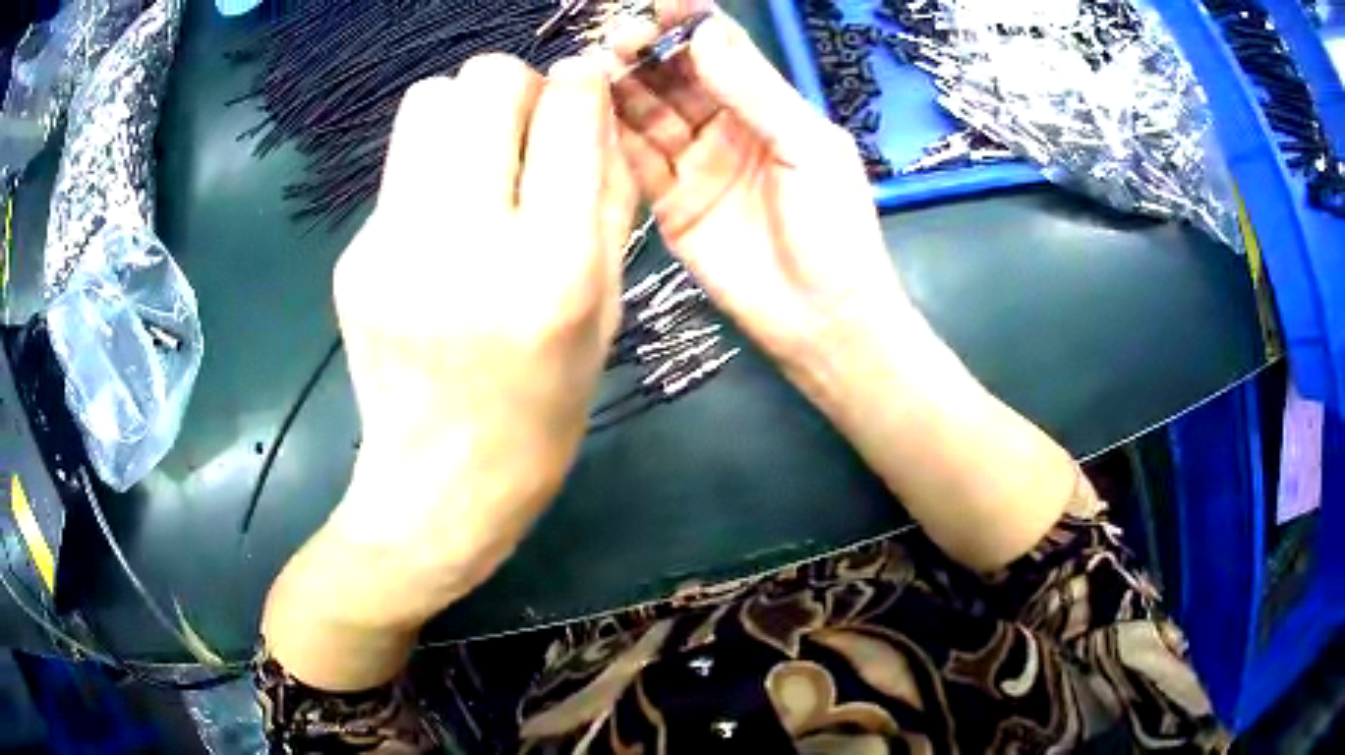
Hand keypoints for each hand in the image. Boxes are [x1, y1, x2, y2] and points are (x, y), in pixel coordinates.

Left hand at [263, 53, 635, 688]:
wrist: (438, 488)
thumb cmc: (541, 413)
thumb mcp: (605, 314)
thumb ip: (605, 200)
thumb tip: (590, 112)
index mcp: (548, 268)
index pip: (566, 114)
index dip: (582, 81)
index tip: (585, 83)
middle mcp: (462, 241)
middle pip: (480, 81)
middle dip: (516, 85)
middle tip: (527, 129)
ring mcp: (391, 245)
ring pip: (425, 102)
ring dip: (464, 112)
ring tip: (482, 164)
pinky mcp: (352, 255)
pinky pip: (400, 166)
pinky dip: (433, 169)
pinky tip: (442, 226)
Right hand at [610, 3, 915, 386]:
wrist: (822, 320)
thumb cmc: (837, 231)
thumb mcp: (808, 149)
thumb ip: (756, 91)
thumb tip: (704, 34)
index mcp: (767, 107)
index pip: (722, 51)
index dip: (690, 24)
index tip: (658, 5)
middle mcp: (724, 127)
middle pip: (675, 76)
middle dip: (647, 51)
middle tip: (619, 39)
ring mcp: (692, 164)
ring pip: (647, 113)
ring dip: (622, 88)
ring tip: (595, 68)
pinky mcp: (667, 203)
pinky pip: (634, 161)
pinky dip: (610, 137)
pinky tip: (588, 114)